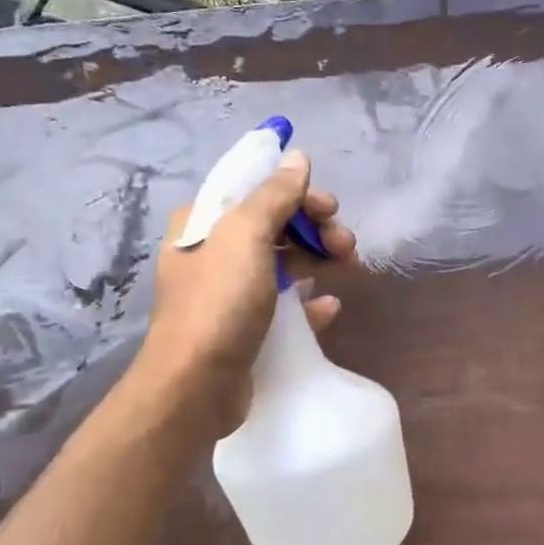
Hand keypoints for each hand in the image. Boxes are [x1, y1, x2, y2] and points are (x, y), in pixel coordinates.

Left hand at [135, 150, 355, 426]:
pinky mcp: (245, 329)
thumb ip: (274, 195)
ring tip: (348, 267)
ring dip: (317, 259)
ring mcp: (229, 294)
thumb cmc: (219, 303)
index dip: (296, 192)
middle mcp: (213, 254)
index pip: (254, 190)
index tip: (330, 207)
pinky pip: (284, 306)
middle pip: (273, 226)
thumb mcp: (245, 236)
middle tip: (346, 243)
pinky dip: (309, 302)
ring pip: (282, 264)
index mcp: (204, 224)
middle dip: (314, 228)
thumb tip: (297, 158)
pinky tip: (329, 307)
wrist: (196, 387)